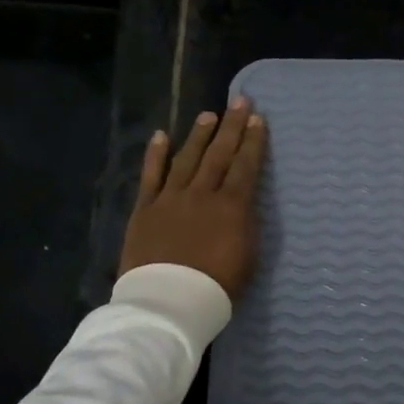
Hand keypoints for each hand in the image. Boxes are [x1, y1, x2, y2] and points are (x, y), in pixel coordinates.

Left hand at [119, 98, 267, 298]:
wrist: (170, 301)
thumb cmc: (218, 286)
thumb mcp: (249, 256)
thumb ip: (246, 224)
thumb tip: (243, 204)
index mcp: (232, 206)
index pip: (245, 166)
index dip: (252, 142)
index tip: (258, 119)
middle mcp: (202, 194)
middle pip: (218, 154)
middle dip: (230, 127)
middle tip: (239, 102)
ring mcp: (170, 198)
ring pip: (186, 158)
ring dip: (198, 135)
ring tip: (208, 115)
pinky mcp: (145, 209)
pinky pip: (151, 176)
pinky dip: (155, 155)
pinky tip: (160, 136)